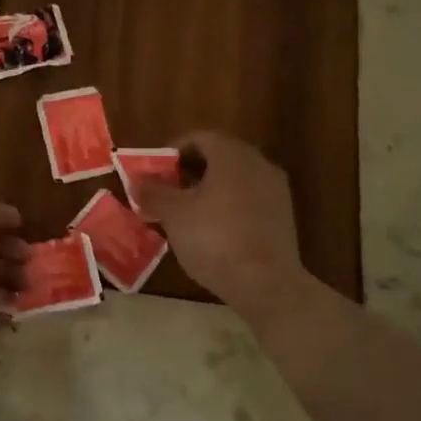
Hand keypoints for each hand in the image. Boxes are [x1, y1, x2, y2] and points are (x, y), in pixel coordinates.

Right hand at [132, 132, 307, 322]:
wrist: (266, 283)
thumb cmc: (214, 238)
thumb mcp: (173, 214)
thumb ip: (153, 192)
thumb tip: (137, 180)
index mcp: (232, 155)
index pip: (199, 138)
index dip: (173, 151)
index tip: (155, 170)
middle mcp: (258, 164)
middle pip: (219, 157)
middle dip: (190, 170)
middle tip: (166, 190)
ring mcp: (275, 190)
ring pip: (235, 179)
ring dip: (209, 189)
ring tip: (185, 212)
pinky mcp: (283, 216)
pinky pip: (248, 199)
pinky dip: (228, 205)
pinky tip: (212, 229)